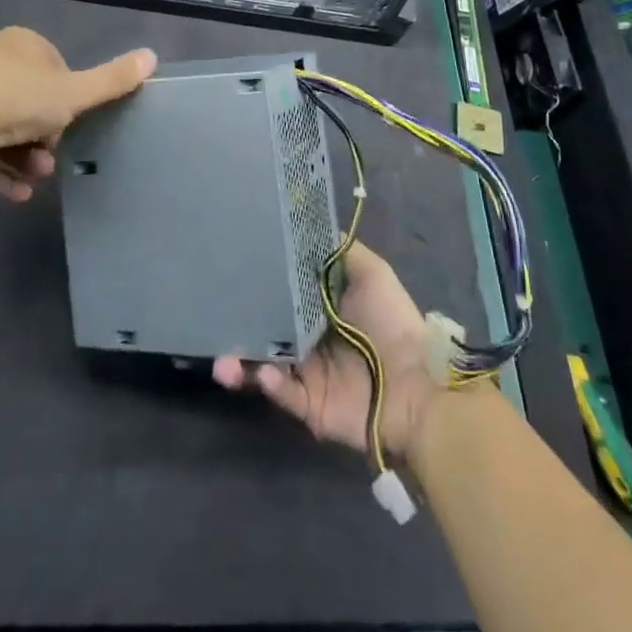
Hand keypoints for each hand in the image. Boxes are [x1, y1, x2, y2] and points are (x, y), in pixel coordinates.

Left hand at [0, 27, 154, 200]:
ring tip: (34, 180)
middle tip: (52, 160)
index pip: (55, 69)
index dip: (67, 100)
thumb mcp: (75, 93)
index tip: (71, 125)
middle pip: (28, 100)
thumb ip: (112, 80)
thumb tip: (152, 55)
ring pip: (3, 126)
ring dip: (24, 156)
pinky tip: (14, 193)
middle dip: (45, 135)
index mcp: (23, 42)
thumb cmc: (19, 99)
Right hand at [213, 241, 442, 461]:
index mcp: (320, 311)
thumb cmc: (393, 323)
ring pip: (264, 366)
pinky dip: (270, 384)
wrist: (419, 384)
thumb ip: (341, 251)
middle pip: (265, 332)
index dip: (259, 285)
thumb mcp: (372, 274)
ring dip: (241, 363)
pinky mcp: (310, 406)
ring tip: (222, 362)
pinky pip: (284, 394)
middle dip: (239, 327)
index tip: (232, 268)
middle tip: (212, 318)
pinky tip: (263, 374)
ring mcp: (307, 375)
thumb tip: (311, 225)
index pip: (281, 295)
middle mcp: (308, 341)